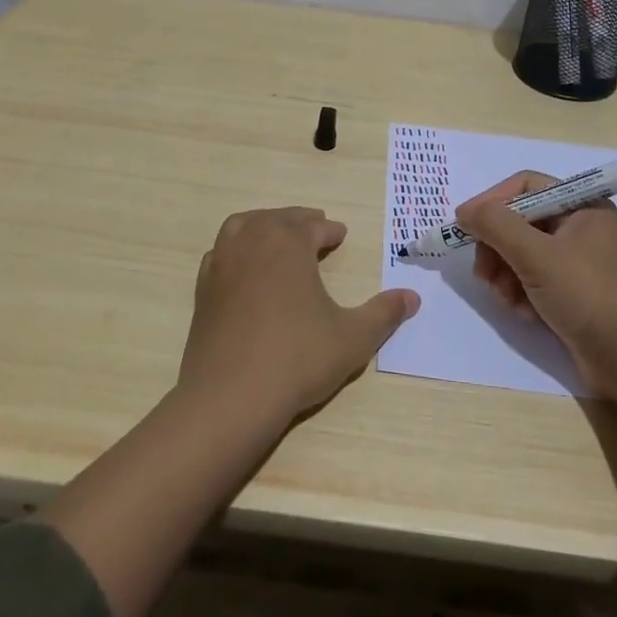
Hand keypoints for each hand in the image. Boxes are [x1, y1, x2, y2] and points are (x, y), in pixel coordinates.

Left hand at [179, 207, 419, 430]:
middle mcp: (252, 242)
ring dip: (264, 226)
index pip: (314, 226)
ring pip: (243, 227)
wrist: (230, 397)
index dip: (330, 230)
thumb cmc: (297, 359)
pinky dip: (236, 248)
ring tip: (278, 237)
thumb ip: (384, 313)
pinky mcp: (203, 290)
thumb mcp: (353, 337)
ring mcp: (222, 264)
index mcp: (288, 243)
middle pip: (278, 219)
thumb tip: (413, 297)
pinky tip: (244, 267)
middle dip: (299, 221)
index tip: (340, 234)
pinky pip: (220, 252)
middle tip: (315, 226)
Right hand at [455, 172, 616, 401]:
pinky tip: (525, 313)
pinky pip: (534, 280)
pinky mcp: (574, 293)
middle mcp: (582, 228)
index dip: (492, 202)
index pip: (526, 186)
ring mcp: (579, 262)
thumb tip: (465, 211)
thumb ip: (495, 226)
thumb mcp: (536, 255)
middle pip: (520, 222)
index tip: (465, 226)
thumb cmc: (588, 296)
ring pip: (523, 254)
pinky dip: (522, 293)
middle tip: (484, 274)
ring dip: (506, 275)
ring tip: (507, 300)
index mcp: (582, 206)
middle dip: (497, 248)